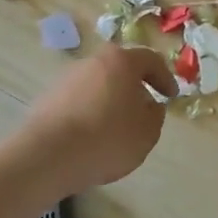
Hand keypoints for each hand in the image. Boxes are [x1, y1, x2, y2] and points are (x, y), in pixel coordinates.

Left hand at [21, 45, 176, 190]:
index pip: (151, 60)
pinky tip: (91, 136)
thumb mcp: (147, 132)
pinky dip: (89, 112)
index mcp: (121, 61)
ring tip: (116, 127)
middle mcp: (93, 61)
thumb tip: (149, 105)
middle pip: (121, 69)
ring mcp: (67, 78)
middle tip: (143, 110)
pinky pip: (79, 100)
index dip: (165, 78)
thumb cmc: (107, 138)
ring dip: (110, 100)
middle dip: (135, 87)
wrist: (47, 156)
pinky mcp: (48, 97)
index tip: (170, 97)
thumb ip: (155, 114)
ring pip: (98, 84)